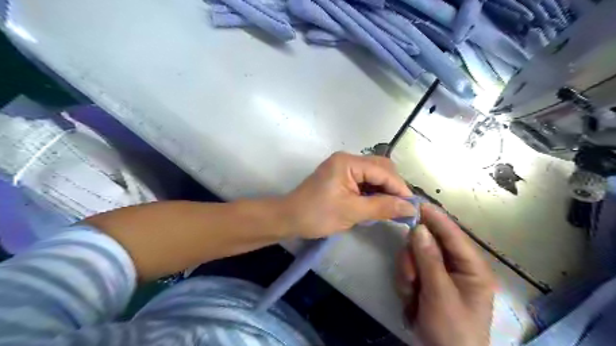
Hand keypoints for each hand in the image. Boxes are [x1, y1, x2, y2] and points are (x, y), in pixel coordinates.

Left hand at [283, 151, 415, 237]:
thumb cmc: (317, 214)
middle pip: (381, 168)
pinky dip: (373, 192)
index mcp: (348, 162)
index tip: (412, 207)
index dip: (399, 188)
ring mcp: (344, 167)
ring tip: (392, 209)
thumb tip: (410, 208)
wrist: (289, 218)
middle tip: (401, 208)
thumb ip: (383, 207)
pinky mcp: (342, 177)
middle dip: (393, 187)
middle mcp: (347, 159)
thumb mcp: (352, 212)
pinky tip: (378, 205)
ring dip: (384, 190)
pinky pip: (364, 181)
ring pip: (374, 175)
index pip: (383, 171)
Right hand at [397, 204, 493, 345]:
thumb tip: (418, 228)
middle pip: (428, 243)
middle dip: (414, 259)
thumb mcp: (440, 295)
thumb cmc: (452, 330)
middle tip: (410, 276)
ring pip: (414, 256)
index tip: (418, 204)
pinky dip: (406, 283)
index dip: (436, 218)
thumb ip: (429, 260)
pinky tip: (411, 300)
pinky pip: (409, 269)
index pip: (453, 235)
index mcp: (472, 267)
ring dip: (408, 273)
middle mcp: (455, 266)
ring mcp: (438, 274)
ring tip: (412, 294)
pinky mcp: (425, 282)